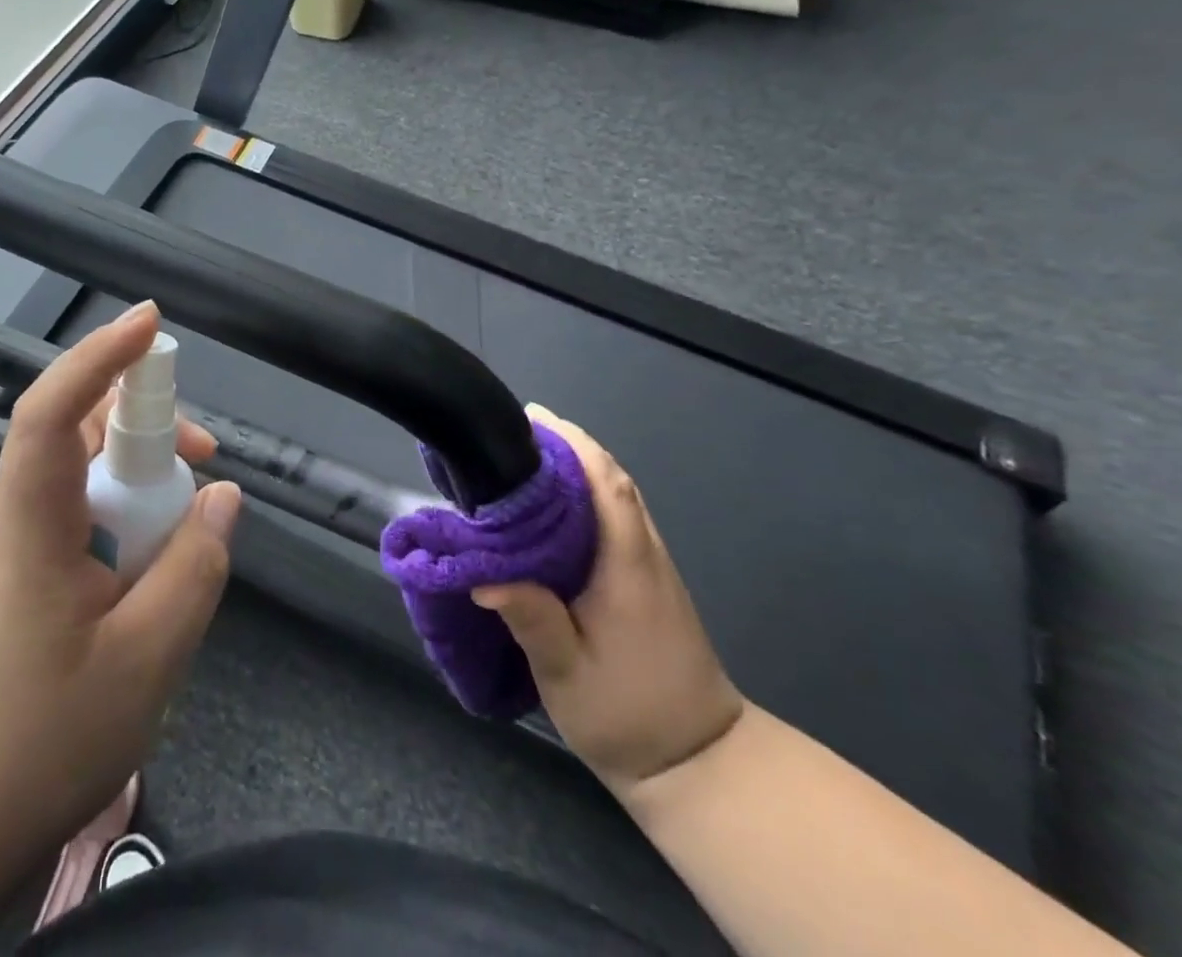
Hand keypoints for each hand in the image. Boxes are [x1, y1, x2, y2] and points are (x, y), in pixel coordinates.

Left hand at [0, 302, 241, 870]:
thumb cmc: (34, 741)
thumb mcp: (144, 661)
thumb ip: (194, 569)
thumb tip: (222, 498)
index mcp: (33, 522)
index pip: (52, 411)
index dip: (100, 357)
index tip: (150, 322)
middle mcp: (14, 514)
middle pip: (78, 431)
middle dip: (146, 424)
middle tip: (205, 458)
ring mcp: (10, 542)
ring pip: (82, 473)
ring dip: (140, 477)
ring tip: (186, 525)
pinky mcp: (15, 570)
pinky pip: (77, 512)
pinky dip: (123, 515)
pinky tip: (149, 567)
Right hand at [474, 405, 742, 797]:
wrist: (699, 764)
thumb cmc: (629, 715)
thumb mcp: (568, 674)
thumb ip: (532, 621)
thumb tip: (481, 577)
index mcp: (627, 566)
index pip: (608, 486)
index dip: (573, 445)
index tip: (534, 418)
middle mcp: (644, 554)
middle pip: (612, 480)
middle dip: (568, 445)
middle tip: (515, 430)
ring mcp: (650, 566)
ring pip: (616, 496)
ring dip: (576, 466)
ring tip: (524, 456)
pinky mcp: (646, 580)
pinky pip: (615, 517)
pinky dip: (585, 493)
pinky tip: (550, 505)